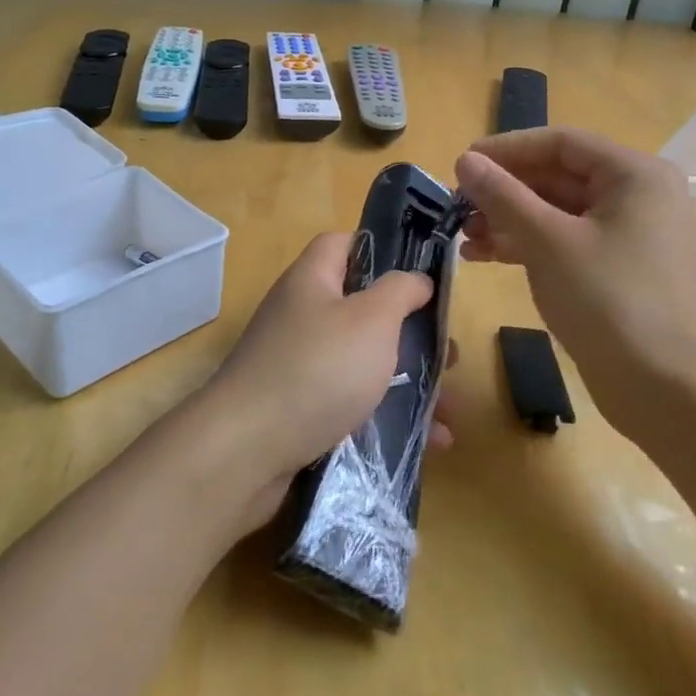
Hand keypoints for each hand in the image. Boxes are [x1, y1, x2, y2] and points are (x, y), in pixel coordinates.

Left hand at [196, 233, 449, 532]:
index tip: (421, 275)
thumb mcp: (371, 319)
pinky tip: (430, 442)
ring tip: (449, 406)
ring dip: (409, 381)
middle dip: (409, 331)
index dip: (381, 249)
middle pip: (362, 309)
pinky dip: (389, 417)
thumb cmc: (318, 369)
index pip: (343, 244)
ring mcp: (298, 364)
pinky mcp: (300, 410)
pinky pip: (353, 403)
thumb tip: (416, 278)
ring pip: (364, 362)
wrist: (246, 451)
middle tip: (447, 353)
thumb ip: (400, 291)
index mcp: (312, 280)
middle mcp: (302, 316)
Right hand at [455, 127, 695, 434]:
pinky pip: (564, 239)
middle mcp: (636, 195)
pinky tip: (484, 255)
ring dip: (508, 219)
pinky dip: (526, 243)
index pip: (560, 143)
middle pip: (557, 176)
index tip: (462, 162)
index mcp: (633, 175)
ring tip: (464, 235)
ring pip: (556, 211)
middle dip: (504, 191)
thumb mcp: (547, 241)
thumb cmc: (607, 300)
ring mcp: (627, 233)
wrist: (661, 388)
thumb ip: (502, 195)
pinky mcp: (616, 267)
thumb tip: (466, 160)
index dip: (507, 149)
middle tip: (457, 204)